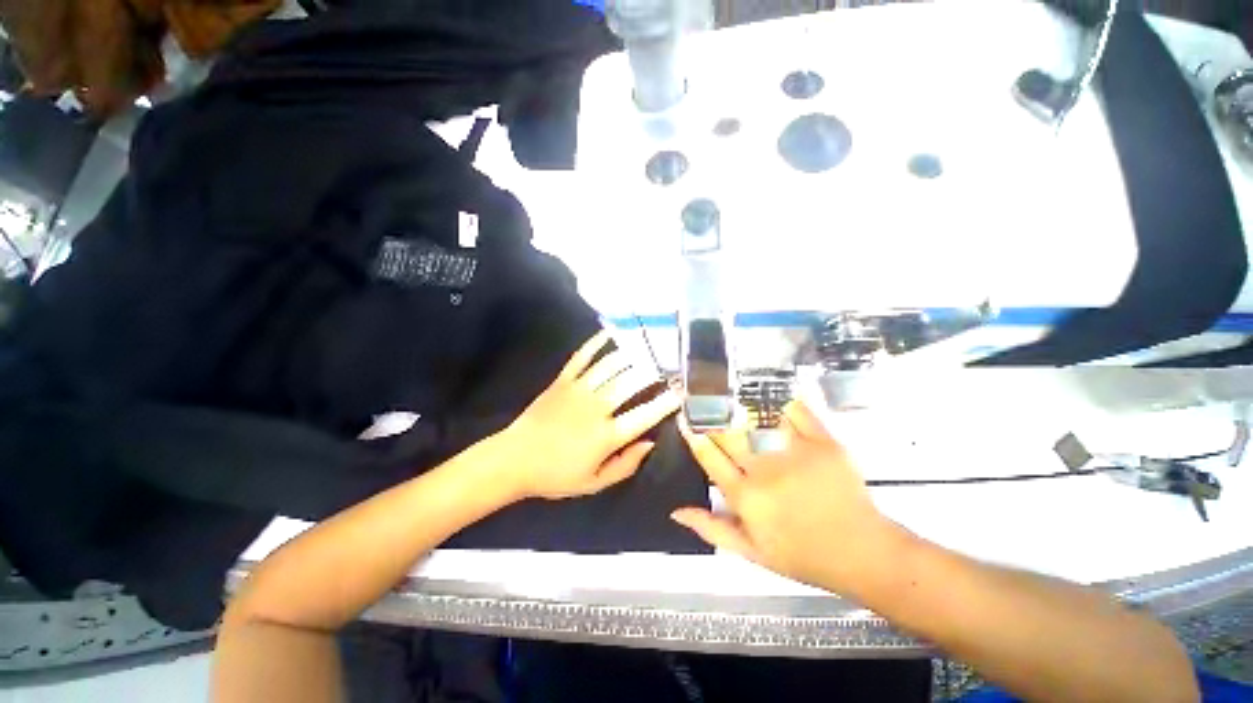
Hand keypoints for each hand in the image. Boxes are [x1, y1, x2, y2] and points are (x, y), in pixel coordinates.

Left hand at [498, 330, 680, 499]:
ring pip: (611, 365)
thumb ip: (625, 465)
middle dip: (654, 372)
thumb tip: (650, 443)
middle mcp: (595, 408)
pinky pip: (582, 356)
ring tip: (650, 349)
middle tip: (669, 366)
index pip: (644, 415)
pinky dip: (596, 342)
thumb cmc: (556, 475)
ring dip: (633, 355)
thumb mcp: (594, 483)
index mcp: (605, 436)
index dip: (666, 403)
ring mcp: (578, 390)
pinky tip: (611, 332)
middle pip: (631, 382)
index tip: (681, 393)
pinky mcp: (562, 380)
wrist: (514, 460)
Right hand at [674, 401, 900, 594]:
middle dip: (711, 415)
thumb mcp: (751, 552)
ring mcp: (795, 454)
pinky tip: (775, 393)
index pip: (710, 457)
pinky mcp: (824, 444)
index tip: (686, 419)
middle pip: (729, 434)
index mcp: (746, 496)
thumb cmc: (803, 555)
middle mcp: (765, 470)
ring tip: (730, 392)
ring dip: (742, 404)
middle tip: (702, 399)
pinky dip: (786, 401)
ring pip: (759, 419)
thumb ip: (712, 529)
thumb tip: (677, 511)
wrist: (861, 554)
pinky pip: (799, 413)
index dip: (694, 435)